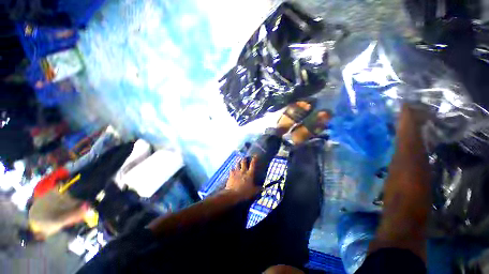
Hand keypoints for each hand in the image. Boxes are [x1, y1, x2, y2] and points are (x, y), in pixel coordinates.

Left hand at [225, 157, 260, 199]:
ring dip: (238, 162)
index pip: (253, 164)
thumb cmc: (244, 193)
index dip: (254, 159)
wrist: (232, 194)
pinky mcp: (231, 175)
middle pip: (243, 162)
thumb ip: (258, 189)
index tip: (255, 155)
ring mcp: (236, 172)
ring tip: (238, 160)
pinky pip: (231, 169)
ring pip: (237, 164)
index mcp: (249, 174)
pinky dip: (232, 169)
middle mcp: (243, 171)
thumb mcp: (253, 192)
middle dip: (244, 158)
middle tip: (245, 157)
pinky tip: (232, 169)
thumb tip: (263, 188)